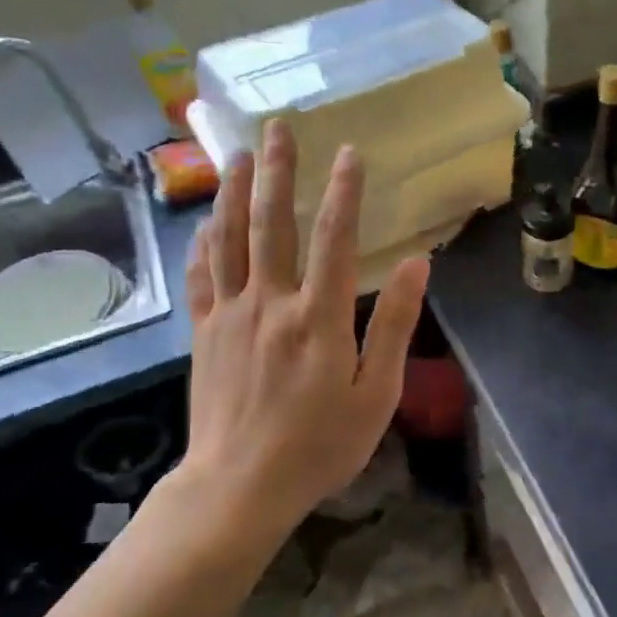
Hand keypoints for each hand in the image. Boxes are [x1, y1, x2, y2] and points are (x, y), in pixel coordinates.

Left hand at [173, 120, 429, 535]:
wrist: (238, 488)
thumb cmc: (318, 446)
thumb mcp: (375, 395)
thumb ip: (393, 325)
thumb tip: (415, 266)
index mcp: (318, 318)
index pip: (333, 238)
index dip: (343, 191)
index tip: (349, 153)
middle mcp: (270, 304)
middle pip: (271, 223)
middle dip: (276, 171)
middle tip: (278, 128)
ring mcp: (230, 315)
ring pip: (228, 239)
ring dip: (233, 192)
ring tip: (237, 154)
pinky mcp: (204, 333)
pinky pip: (202, 277)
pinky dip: (204, 243)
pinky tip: (206, 221)